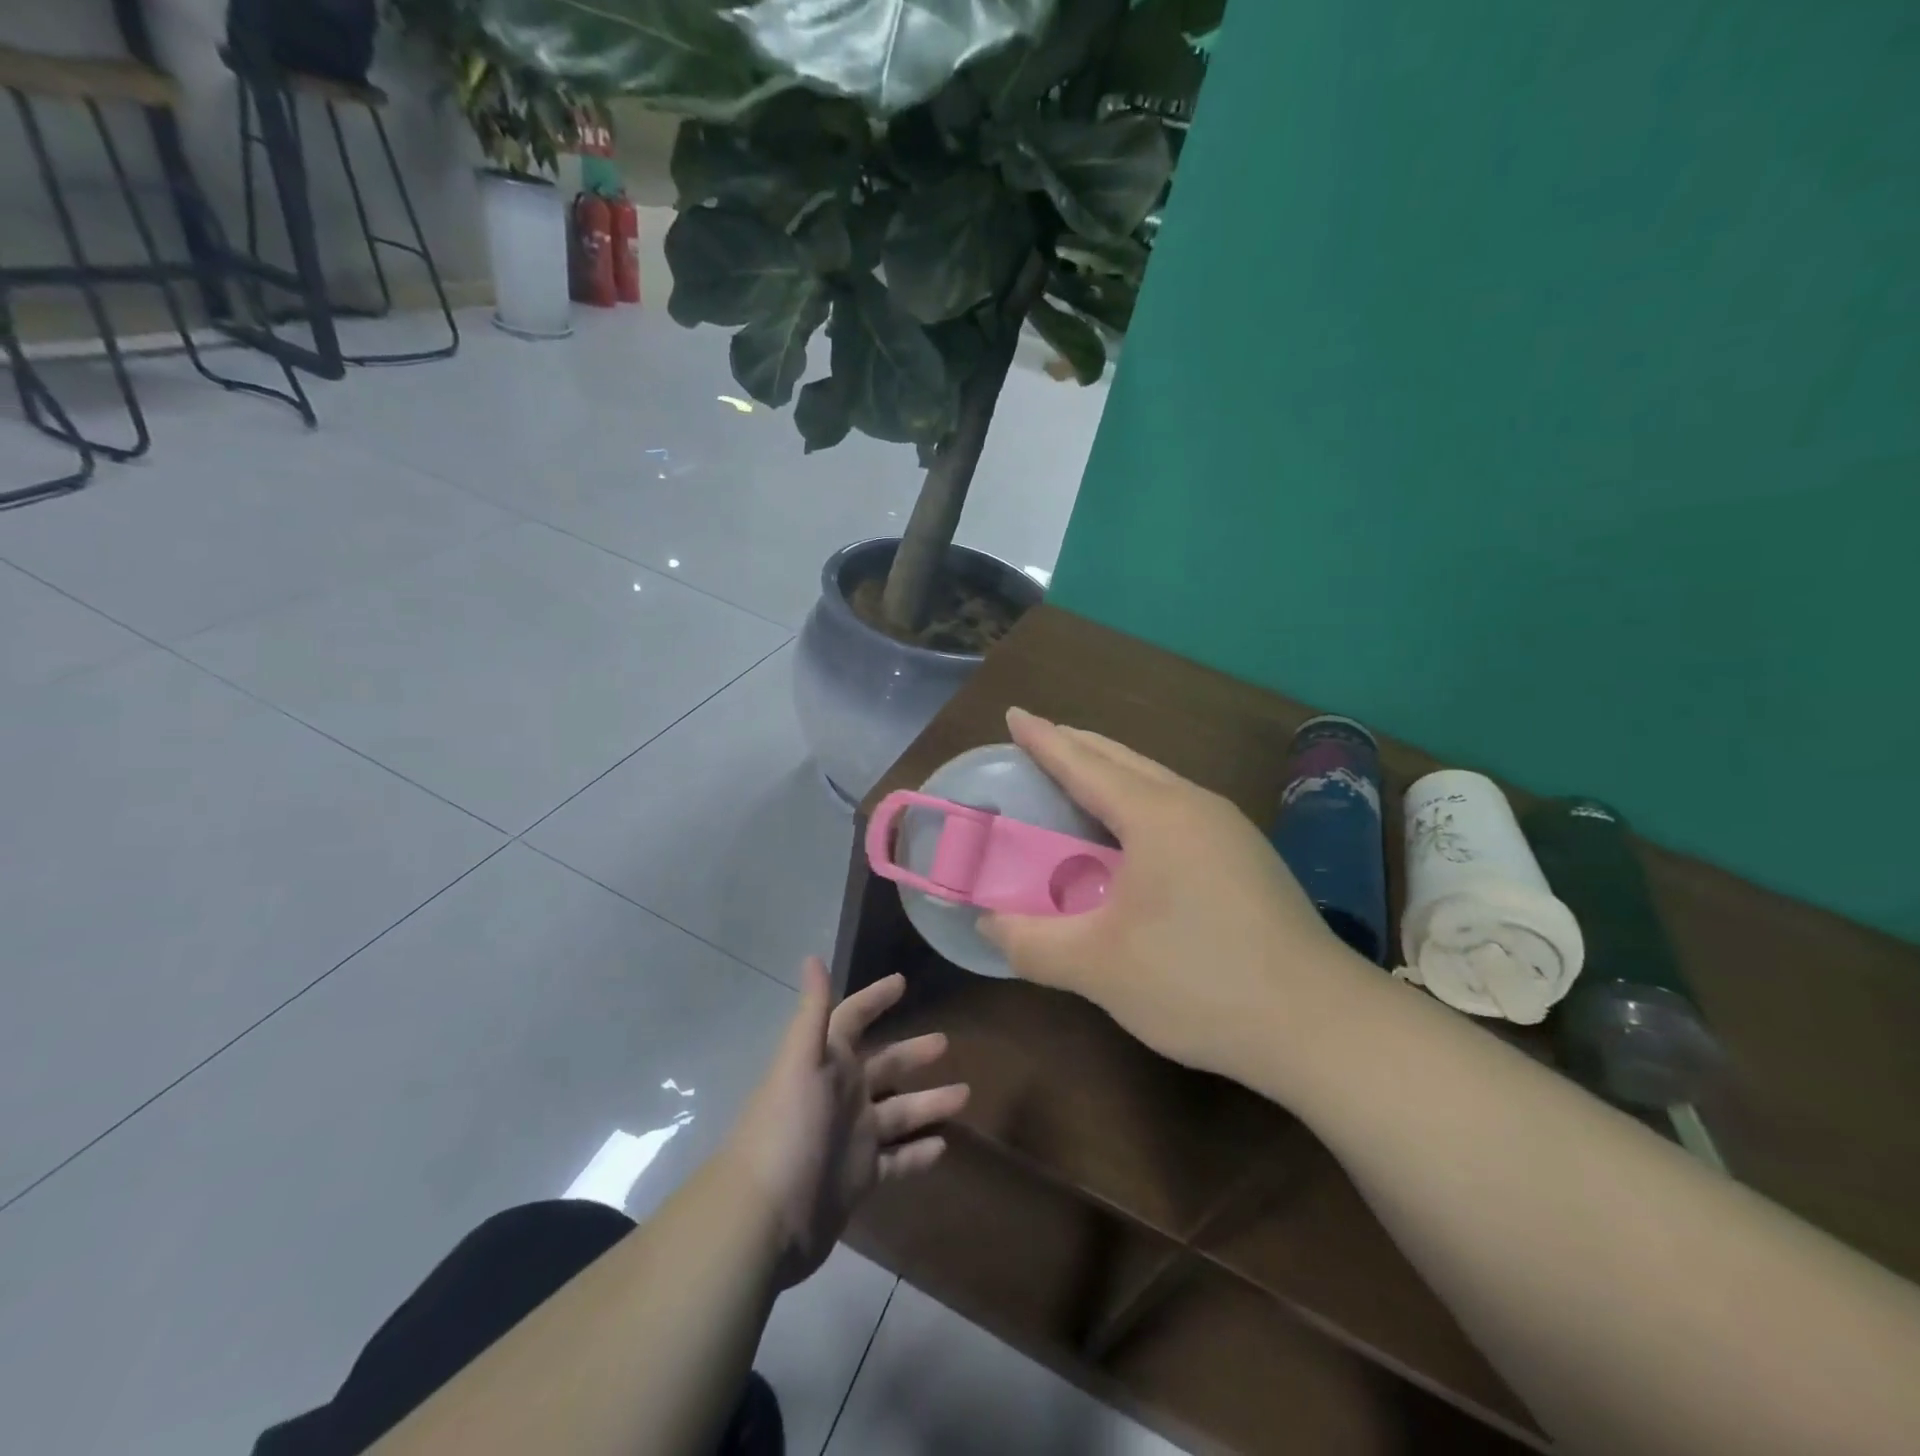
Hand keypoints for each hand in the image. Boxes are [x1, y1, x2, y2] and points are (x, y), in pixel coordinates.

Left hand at [727, 959, 966, 1286]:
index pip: (852, 1019)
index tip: (902, 982)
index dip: (874, 999)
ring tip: (965, 1094)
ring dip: (929, 1103)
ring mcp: (852, 1138)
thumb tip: (811, 957)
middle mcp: (842, 1094)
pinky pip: (898, 1161)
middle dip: (913, 1054)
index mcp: (827, 1063)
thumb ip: (813, 1013)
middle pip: (885, 1066)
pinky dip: (918, 1154)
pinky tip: (944, 1147)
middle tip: (947, 1042)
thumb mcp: (800, 1063)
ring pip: (899, 1113)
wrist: (765, 1218)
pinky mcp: (859, 1178)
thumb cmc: (787, 1127)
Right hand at [980, 708, 1368, 1082]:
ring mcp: (1229, 829)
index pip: (1084, 763)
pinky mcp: (1247, 857)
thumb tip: (988, 923)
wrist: (1321, 1025)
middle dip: (1076, 746)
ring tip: (1076, 783)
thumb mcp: (1098, 968)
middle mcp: (1194, 806)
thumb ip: (1031, 943)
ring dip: (1110, 775)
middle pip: (1123, 760)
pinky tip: (1130, 838)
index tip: (1014, 714)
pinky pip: (1176, 808)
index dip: (1043, 739)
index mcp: (1156, 815)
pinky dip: (1137, 803)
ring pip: (1155, 782)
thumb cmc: (1200, 982)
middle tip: (1036, 744)